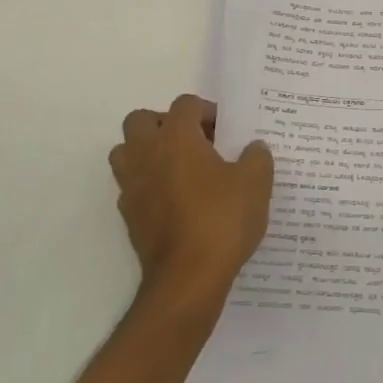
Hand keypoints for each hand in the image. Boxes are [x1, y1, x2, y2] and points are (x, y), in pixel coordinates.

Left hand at [109, 95, 272, 299]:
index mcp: (176, 138)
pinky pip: (132, 187)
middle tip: (195, 142)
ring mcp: (132, 186)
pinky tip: (176, 201)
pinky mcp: (129, 216)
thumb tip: (253, 148)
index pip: (184, 104)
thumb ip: (257, 157)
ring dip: (148, 152)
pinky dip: (148, 185)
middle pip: (141, 121)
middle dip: (165, 124)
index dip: (207, 111)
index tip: (226, 130)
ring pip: (126, 152)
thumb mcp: (256, 183)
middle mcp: (146, 155)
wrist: (189, 277)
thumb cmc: (223, 219)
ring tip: (181, 168)